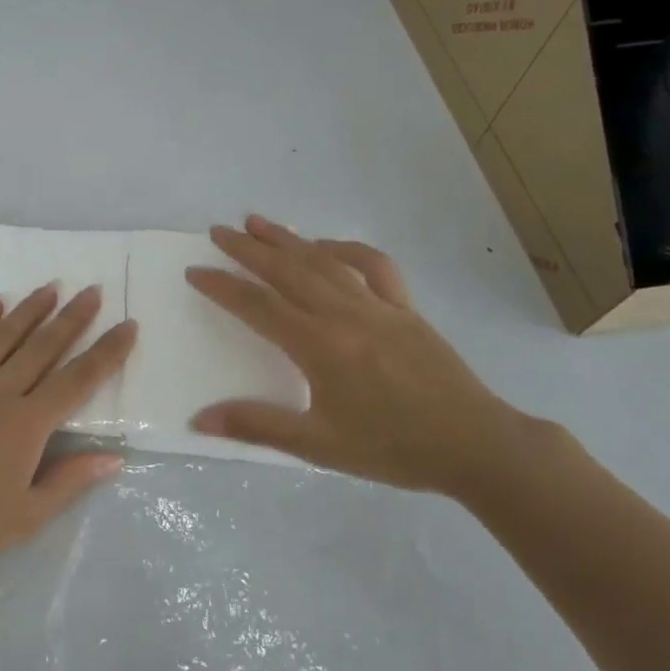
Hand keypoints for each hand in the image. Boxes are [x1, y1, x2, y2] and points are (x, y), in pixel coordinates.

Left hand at [0, 286, 137, 577]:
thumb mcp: (26, 517)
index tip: (127, 325)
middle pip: (42, 347)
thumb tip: (114, 457)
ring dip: (30, 310)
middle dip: (72, 317)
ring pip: (2, 336)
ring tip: (51, 287)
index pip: (78, 379)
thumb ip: (70, 481)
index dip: (107, 352)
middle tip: (92, 290)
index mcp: (26, 424)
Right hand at [186, 216, 540, 495]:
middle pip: (287, 271)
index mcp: (319, 346)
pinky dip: (345, 249)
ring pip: (324, 261)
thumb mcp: (318, 445)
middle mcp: (344, 314)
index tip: (195, 271)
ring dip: (288, 239)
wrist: (474, 445)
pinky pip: (372, 266)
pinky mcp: (405, 308)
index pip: (257, 306)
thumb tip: (199, 419)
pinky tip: (326, 246)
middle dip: (248, 249)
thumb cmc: (392, 448)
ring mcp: (378, 306)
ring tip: (257, 222)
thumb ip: (257, 425)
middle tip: (217, 231)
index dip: (222, 287)